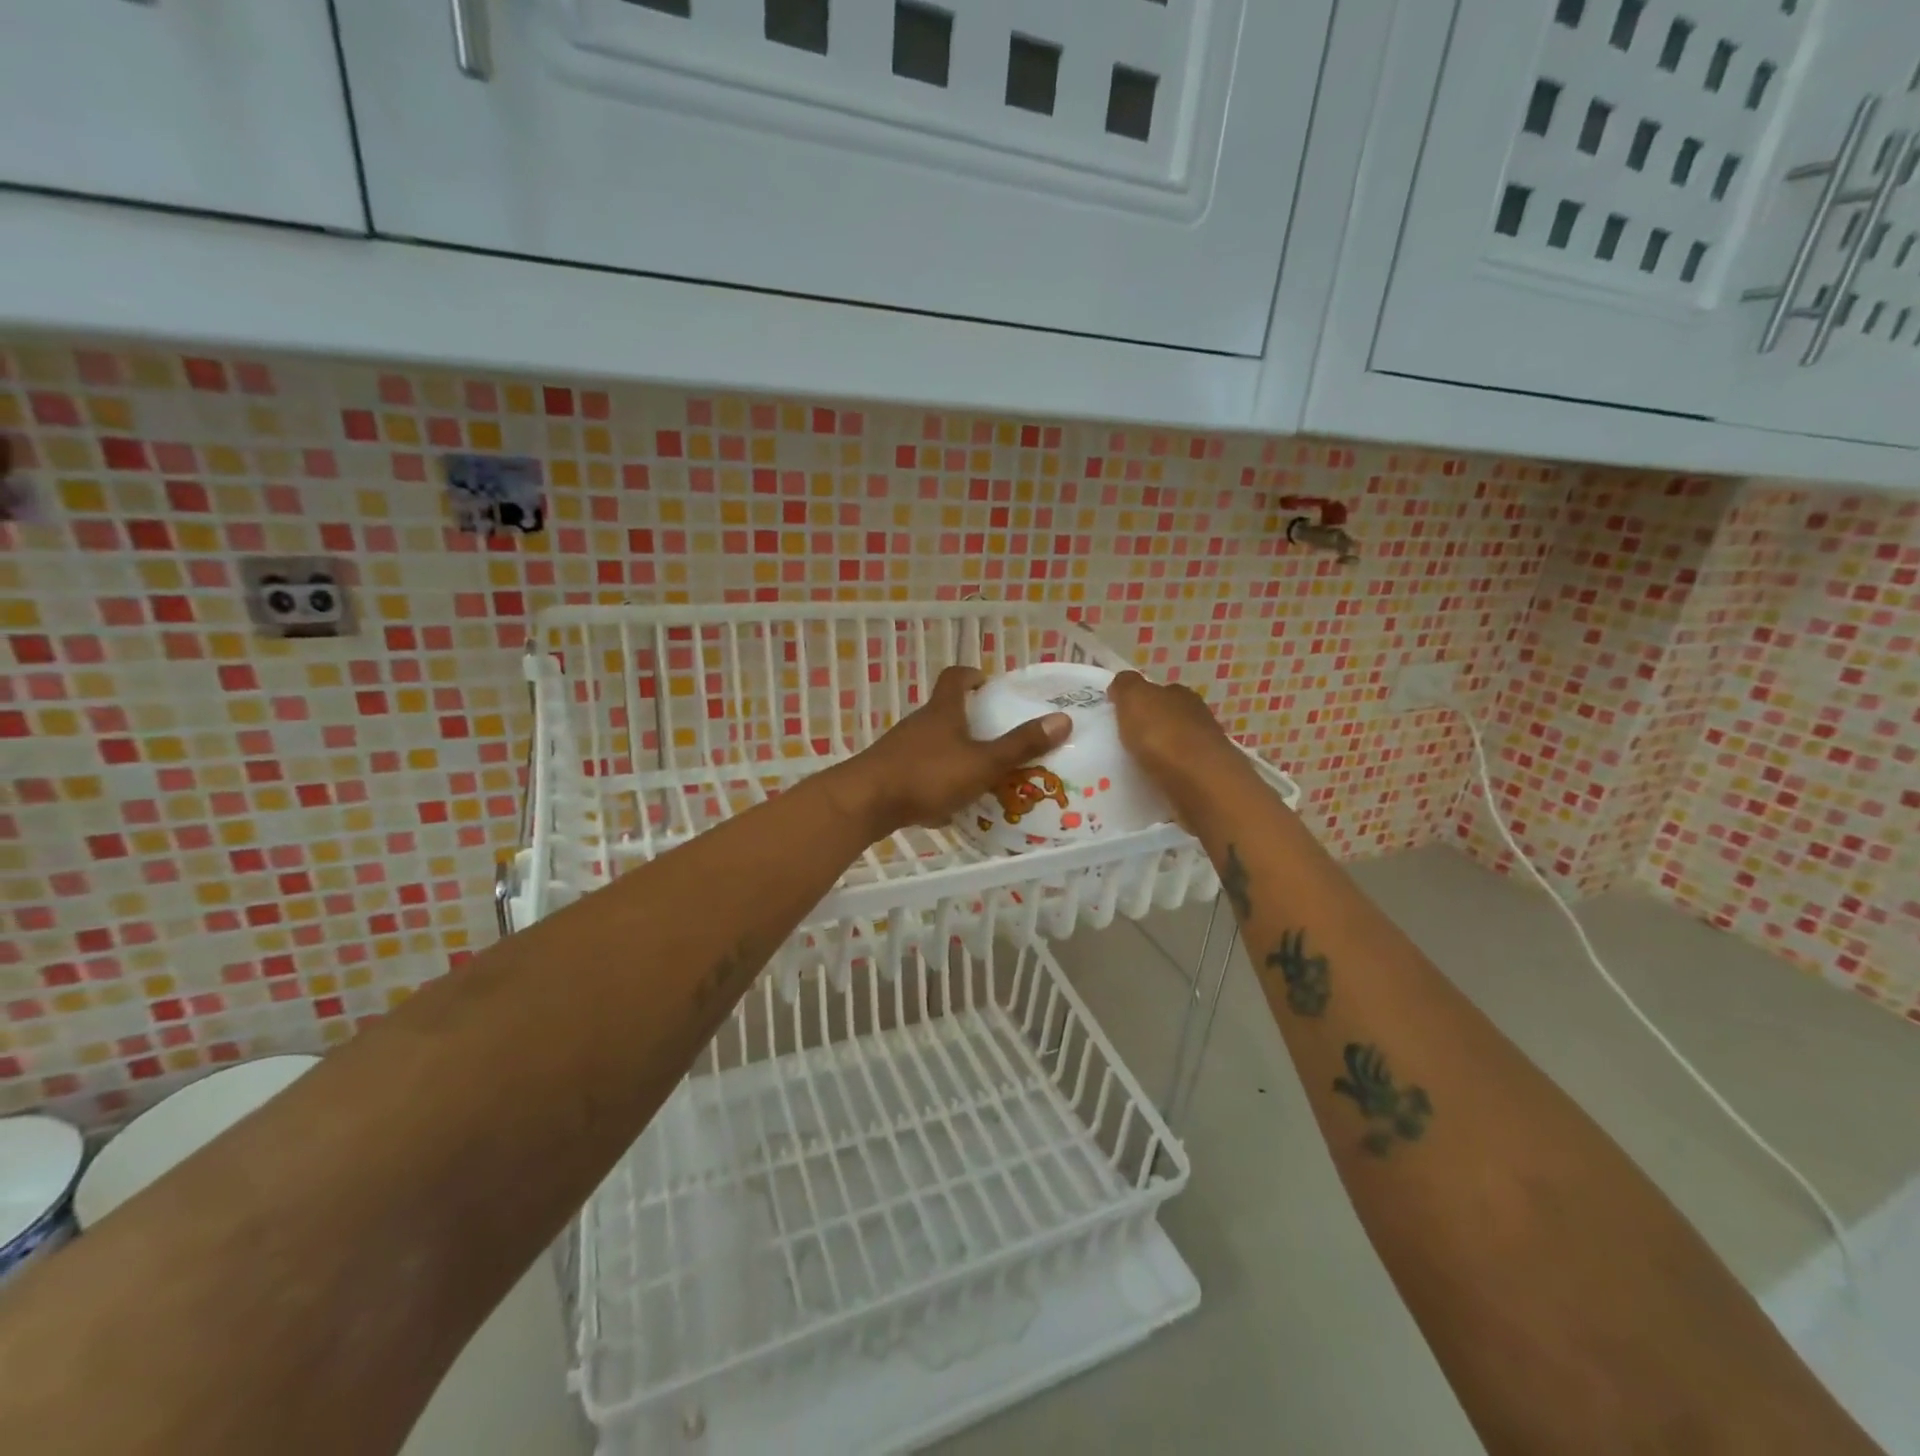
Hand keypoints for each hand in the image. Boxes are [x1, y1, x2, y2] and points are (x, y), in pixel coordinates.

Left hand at [833, 667, 1071, 838]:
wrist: (865, 803)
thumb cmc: (927, 775)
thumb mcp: (982, 763)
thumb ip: (1020, 745)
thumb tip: (1062, 719)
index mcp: (943, 711)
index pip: (955, 678)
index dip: (972, 676)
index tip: (988, 683)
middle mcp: (920, 723)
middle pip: (945, 711)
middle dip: (970, 719)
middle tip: (997, 735)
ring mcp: (901, 749)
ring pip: (933, 743)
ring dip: (955, 751)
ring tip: (981, 772)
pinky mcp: (890, 774)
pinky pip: (920, 770)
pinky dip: (938, 779)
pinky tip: (951, 802)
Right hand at [1107, 670, 1248, 817]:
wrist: (1200, 781)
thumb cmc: (1162, 734)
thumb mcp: (1133, 698)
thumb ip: (1125, 685)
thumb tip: (1121, 684)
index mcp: (1180, 694)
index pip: (1160, 691)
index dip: (1141, 701)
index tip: (1122, 716)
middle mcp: (1198, 716)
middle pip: (1170, 718)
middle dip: (1151, 728)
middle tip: (1126, 743)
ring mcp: (1207, 748)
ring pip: (1177, 746)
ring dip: (1160, 754)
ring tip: (1136, 767)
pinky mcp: (1209, 778)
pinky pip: (1181, 773)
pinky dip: (1169, 776)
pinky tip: (1154, 784)